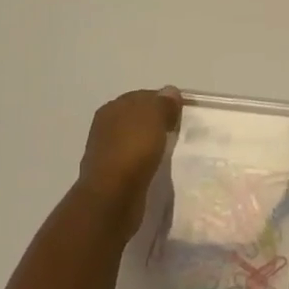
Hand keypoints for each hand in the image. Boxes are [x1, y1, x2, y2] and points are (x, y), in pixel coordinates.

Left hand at [78, 87, 183, 240]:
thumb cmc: (133, 150)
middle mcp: (105, 126)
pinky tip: (158, 167)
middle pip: (138, 118)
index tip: (182, 113)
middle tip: (180, 131)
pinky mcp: (111, 175)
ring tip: (172, 150)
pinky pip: (134, 160)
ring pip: (136, 140)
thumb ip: (163, 103)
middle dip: (158, 122)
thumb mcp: (154, 116)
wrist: (112, 197)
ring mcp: (106, 151)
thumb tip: (170, 91)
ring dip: (151, 143)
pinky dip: (146, 161)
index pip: (143, 97)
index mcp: (113, 107)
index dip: (164, 102)